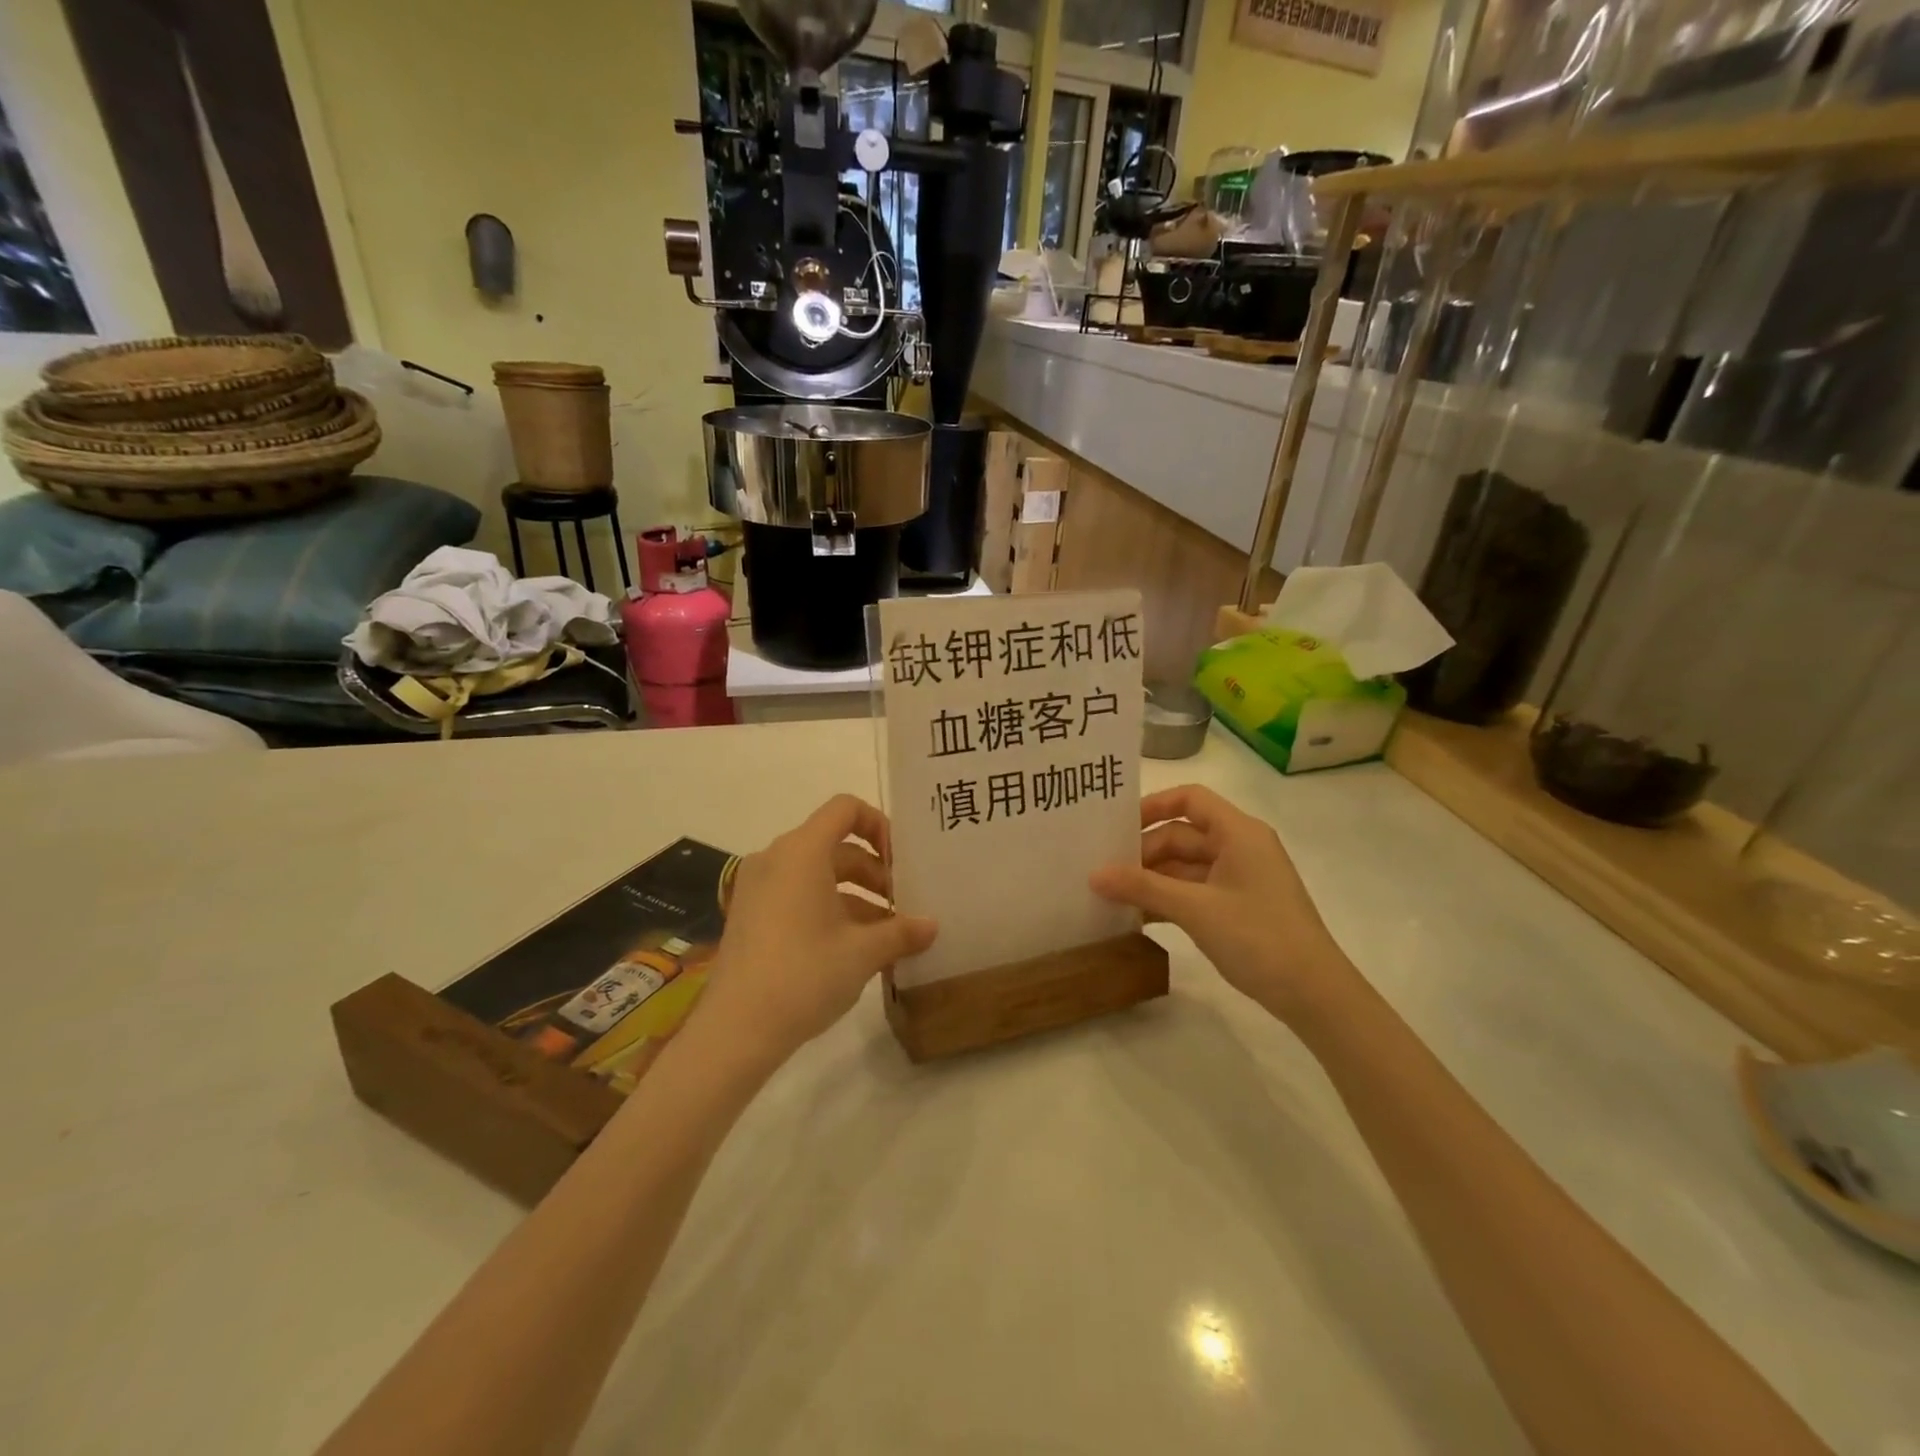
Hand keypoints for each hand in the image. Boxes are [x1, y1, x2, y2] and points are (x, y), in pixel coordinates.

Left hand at [696, 795, 936, 1064]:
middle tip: (902, 905)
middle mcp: (776, 859)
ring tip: (886, 934)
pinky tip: (853, 949)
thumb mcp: (863, 952)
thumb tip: (932, 926)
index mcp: (801, 852)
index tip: (900, 862)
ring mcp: (758, 888)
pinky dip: (828, 909)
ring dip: (855, 896)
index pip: (845, 808)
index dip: (879, 825)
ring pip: (817, 875)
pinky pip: (796, 896)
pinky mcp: (750, 916)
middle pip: (834, 845)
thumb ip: (901, 932)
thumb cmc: (804, 975)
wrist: (735, 1030)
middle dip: (874, 871)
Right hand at [1090, 785, 1351, 1022]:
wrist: (1315, 995)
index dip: (1153, 806)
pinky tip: (1136, 917)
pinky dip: (1167, 900)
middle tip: (1103, 872)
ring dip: (1151, 880)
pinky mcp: (1237, 907)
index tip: (1117, 827)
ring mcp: (1239, 879)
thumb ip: (1142, 888)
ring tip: (1111, 895)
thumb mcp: (1195, 909)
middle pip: (1182, 835)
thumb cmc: (1258, 937)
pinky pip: (1193, 892)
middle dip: (1143, 852)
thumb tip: (1094, 875)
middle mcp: (1239, 847)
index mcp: (1238, 833)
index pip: (1190, 799)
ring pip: (1185, 867)